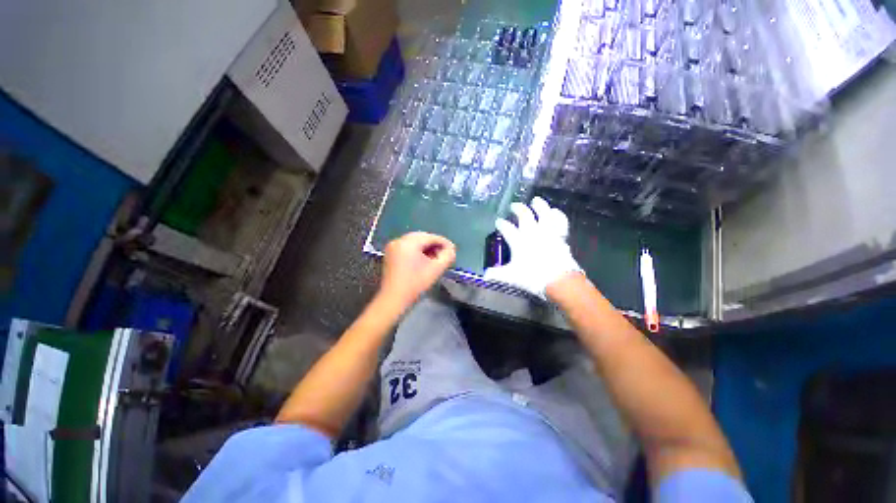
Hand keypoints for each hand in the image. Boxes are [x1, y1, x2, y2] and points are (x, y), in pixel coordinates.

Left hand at [379, 232, 456, 308]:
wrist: (394, 299)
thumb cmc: (415, 284)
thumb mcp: (436, 269)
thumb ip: (447, 256)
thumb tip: (451, 249)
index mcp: (408, 242)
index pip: (430, 237)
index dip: (443, 242)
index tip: (452, 250)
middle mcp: (399, 240)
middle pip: (421, 237)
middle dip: (434, 244)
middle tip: (444, 253)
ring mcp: (392, 247)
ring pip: (414, 241)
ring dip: (426, 247)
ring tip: (435, 258)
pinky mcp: (390, 254)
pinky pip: (407, 247)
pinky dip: (416, 250)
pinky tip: (423, 260)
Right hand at [484, 197, 582, 298]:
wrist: (559, 281)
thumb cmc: (533, 278)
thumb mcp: (511, 277)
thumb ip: (497, 274)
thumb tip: (485, 275)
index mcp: (518, 241)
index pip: (507, 228)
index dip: (501, 224)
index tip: (498, 221)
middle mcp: (532, 232)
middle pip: (525, 215)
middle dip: (518, 208)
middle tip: (513, 206)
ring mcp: (548, 232)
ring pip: (543, 213)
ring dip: (539, 205)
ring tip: (536, 200)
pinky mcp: (560, 235)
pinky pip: (560, 221)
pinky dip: (557, 215)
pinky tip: (555, 211)